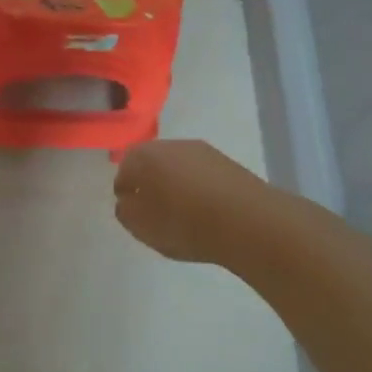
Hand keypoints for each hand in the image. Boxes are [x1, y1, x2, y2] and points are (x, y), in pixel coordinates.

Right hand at [113, 139, 261, 264]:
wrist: (247, 221)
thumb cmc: (183, 223)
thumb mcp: (141, 226)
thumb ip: (126, 211)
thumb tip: (128, 200)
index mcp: (143, 156)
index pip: (124, 170)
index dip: (125, 191)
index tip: (132, 211)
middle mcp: (170, 145)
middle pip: (152, 163)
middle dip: (150, 183)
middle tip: (154, 210)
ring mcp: (202, 151)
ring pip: (178, 167)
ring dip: (176, 184)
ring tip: (182, 213)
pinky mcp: (228, 163)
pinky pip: (202, 175)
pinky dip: (198, 188)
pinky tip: (205, 210)